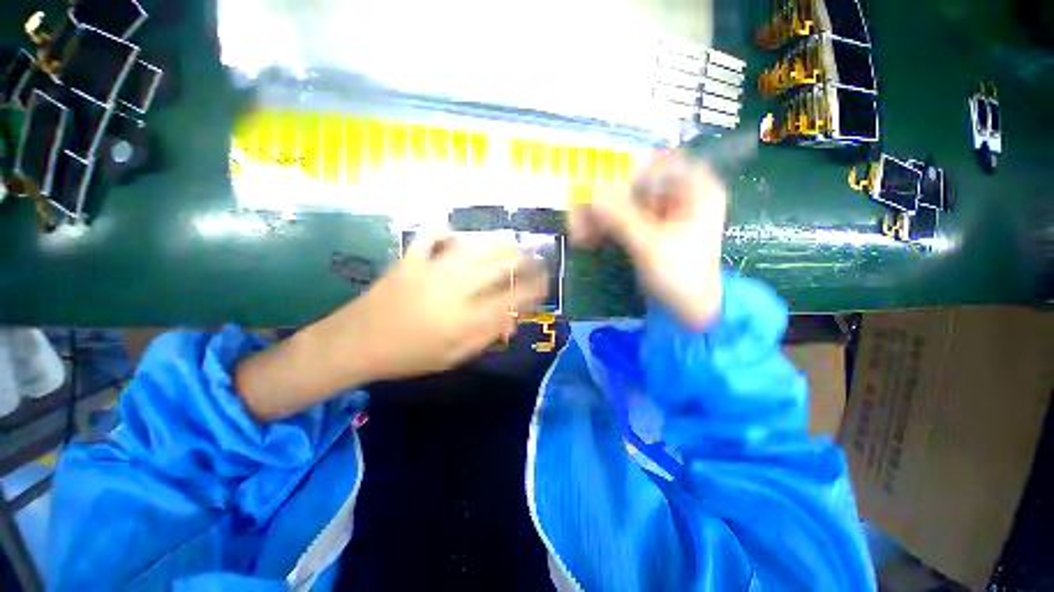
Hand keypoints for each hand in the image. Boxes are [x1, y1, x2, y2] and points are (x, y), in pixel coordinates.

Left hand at [236, 235, 548, 420]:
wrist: (356, 344)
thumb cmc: (409, 356)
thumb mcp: (453, 357)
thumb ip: (486, 337)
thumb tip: (511, 319)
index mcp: (466, 320)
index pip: (513, 299)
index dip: (534, 289)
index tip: (545, 284)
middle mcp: (454, 290)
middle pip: (500, 267)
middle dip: (524, 260)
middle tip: (535, 258)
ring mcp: (431, 270)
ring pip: (474, 248)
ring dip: (498, 243)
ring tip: (512, 242)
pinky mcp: (411, 260)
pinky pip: (432, 237)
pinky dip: (448, 233)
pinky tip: (458, 236)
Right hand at [570, 151, 725, 328]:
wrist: (690, 311)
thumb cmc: (681, 276)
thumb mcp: (650, 244)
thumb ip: (620, 217)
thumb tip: (591, 194)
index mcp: (695, 189)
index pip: (658, 163)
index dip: (628, 174)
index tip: (602, 191)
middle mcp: (679, 196)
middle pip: (635, 186)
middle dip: (605, 203)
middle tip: (579, 218)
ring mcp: (662, 215)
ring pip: (624, 205)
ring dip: (600, 218)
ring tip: (578, 234)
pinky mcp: (649, 232)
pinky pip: (623, 222)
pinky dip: (605, 230)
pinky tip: (587, 240)